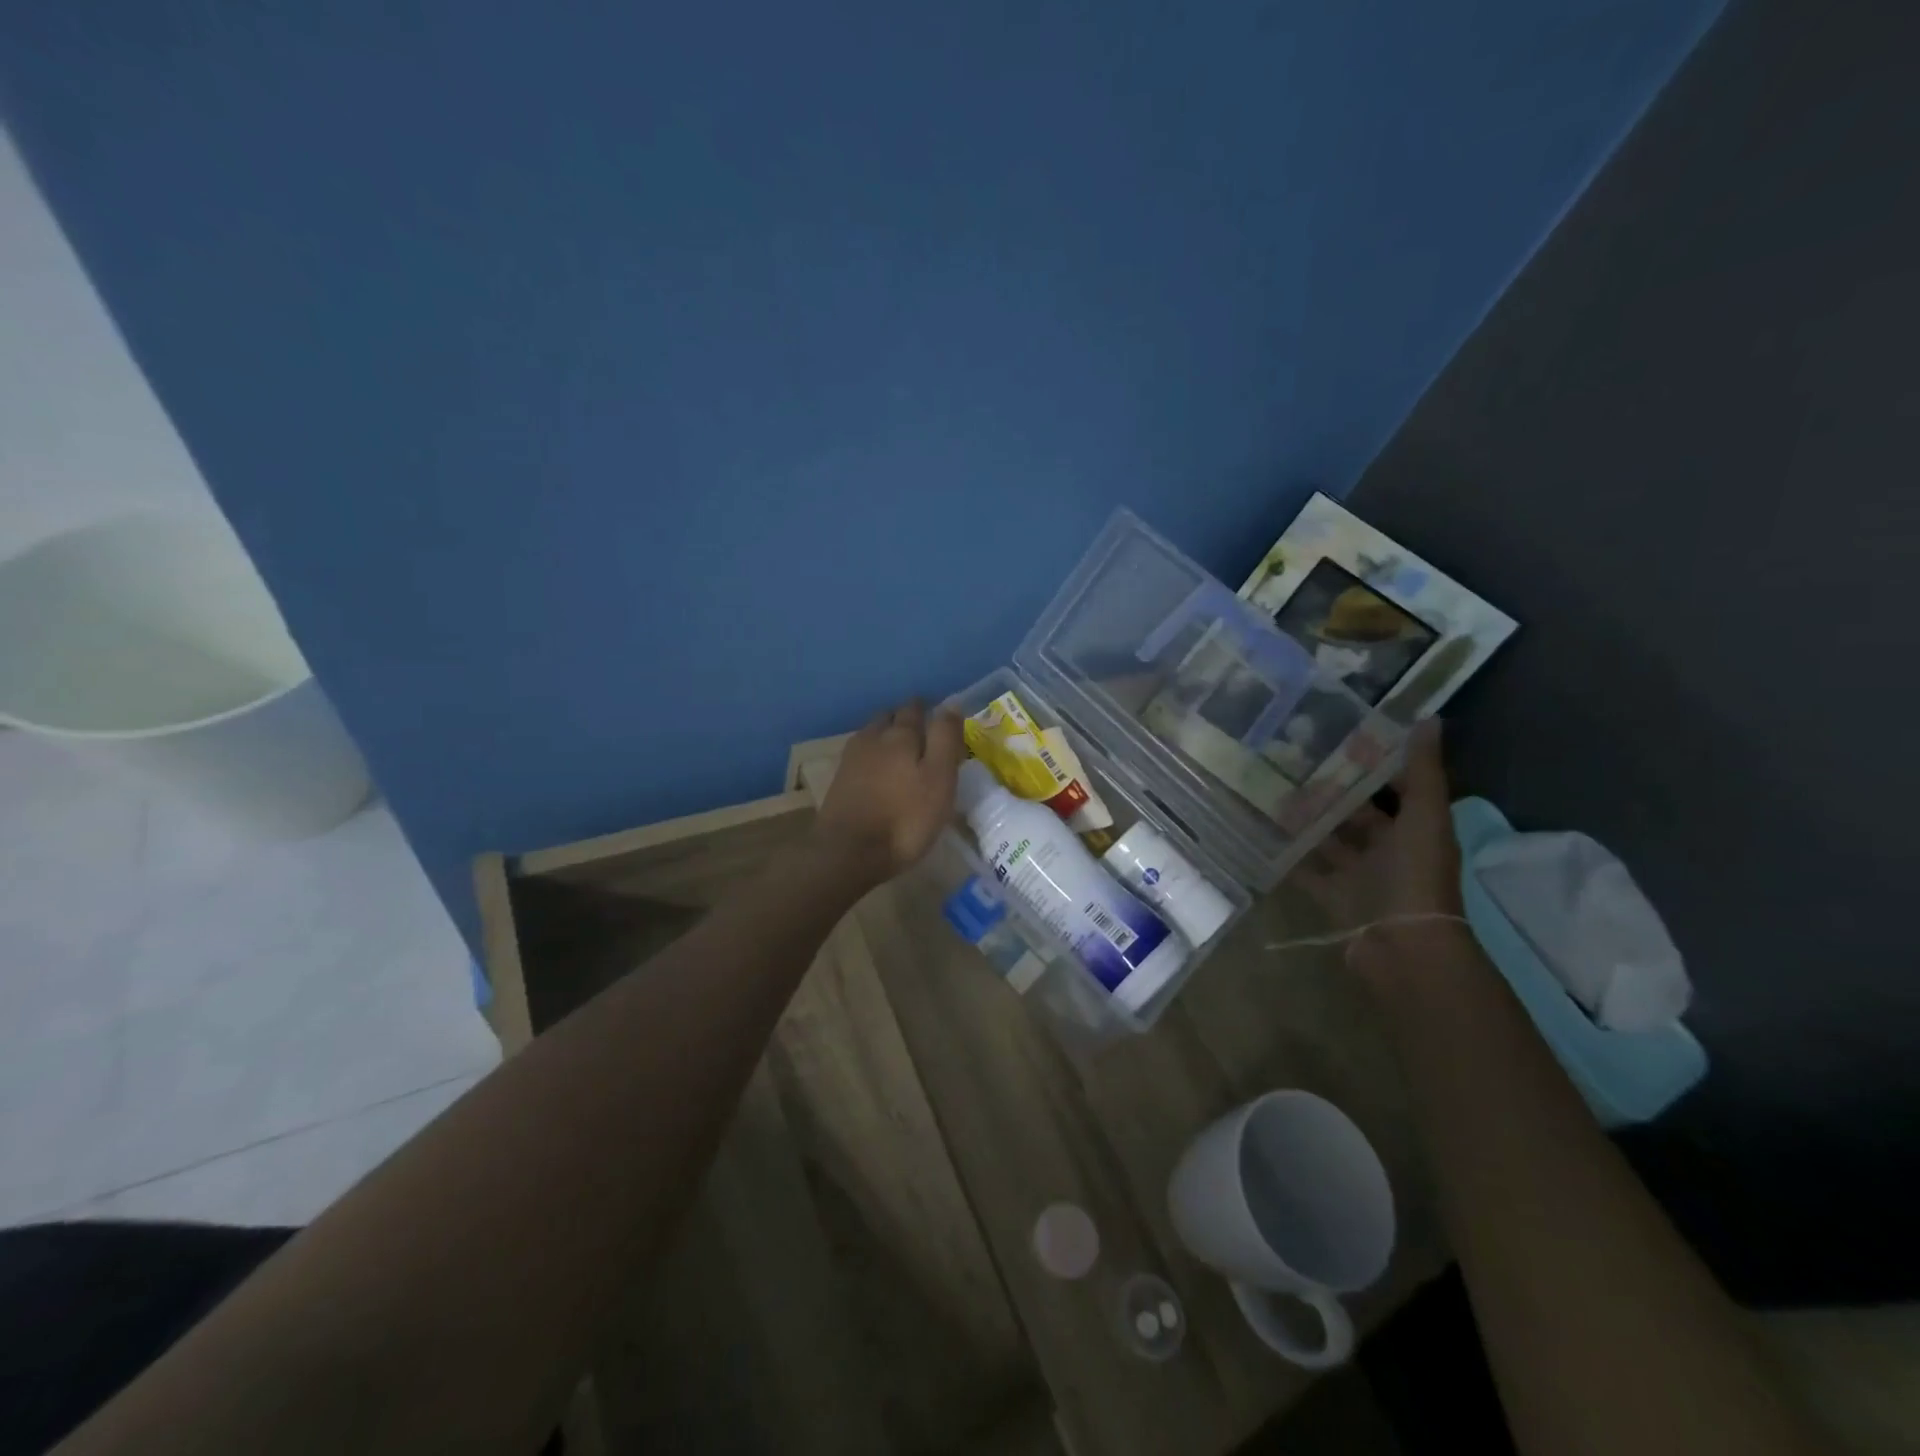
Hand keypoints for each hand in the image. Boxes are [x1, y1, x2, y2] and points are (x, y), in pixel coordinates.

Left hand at [816, 699, 965, 886]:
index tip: (939, 714)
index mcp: (900, 735)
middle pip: (889, 717)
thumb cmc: (905, 818)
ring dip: (886, 734)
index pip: (915, 709)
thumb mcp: (939, 779)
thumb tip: (951, 703)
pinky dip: (872, 755)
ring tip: (900, 748)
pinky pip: (860, 755)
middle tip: (921, 730)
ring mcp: (851, 759)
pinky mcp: (839, 781)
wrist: (849, 852)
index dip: (928, 708)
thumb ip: (944, 739)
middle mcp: (873, 738)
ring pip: (872, 734)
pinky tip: (878, 769)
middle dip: (904, 718)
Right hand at [1295, 719, 1464, 966]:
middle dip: (1333, 791)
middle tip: (1294, 761)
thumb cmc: (1416, 875)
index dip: (1376, 763)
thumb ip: (1423, 771)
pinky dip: (1290, 855)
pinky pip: (1306, 870)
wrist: (1400, 944)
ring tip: (1273, 790)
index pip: (1397, 787)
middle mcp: (1388, 850)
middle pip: (1359, 814)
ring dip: (1309, 820)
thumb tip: (1429, 718)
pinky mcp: (1332, 895)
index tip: (1343, 735)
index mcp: (1416, 829)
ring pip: (1330, 840)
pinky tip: (1264, 831)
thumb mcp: (1424, 816)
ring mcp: (1359, 875)